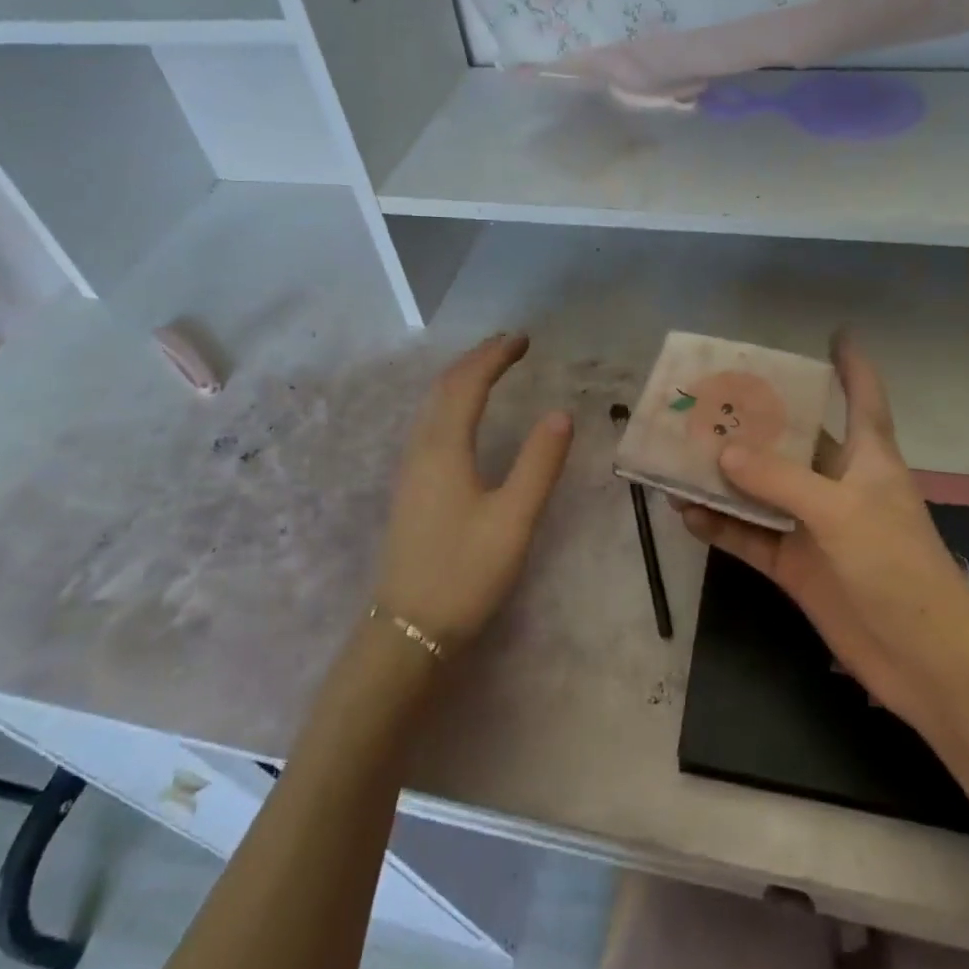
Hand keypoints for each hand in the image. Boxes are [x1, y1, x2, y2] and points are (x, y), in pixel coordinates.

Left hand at [373, 334, 573, 652]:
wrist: (408, 630)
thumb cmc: (464, 572)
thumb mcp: (514, 519)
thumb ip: (538, 464)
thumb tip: (560, 414)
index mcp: (444, 448)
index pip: (468, 384)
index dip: (495, 356)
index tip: (523, 338)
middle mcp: (421, 448)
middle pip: (445, 387)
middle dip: (477, 359)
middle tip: (510, 344)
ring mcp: (410, 468)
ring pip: (433, 405)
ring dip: (461, 378)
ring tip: (490, 367)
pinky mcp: (410, 487)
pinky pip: (429, 423)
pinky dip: (451, 401)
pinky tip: (463, 415)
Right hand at [675, 332, 968, 722]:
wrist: (924, 662)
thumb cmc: (898, 568)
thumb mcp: (841, 512)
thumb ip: (779, 479)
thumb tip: (722, 453)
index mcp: (867, 458)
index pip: (862, 397)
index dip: (851, 364)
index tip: (835, 332)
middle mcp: (837, 484)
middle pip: (792, 440)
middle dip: (755, 420)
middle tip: (706, 396)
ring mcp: (813, 526)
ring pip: (760, 489)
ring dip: (724, 477)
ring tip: (678, 455)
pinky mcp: (796, 565)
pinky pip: (749, 536)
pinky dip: (721, 526)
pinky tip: (686, 514)